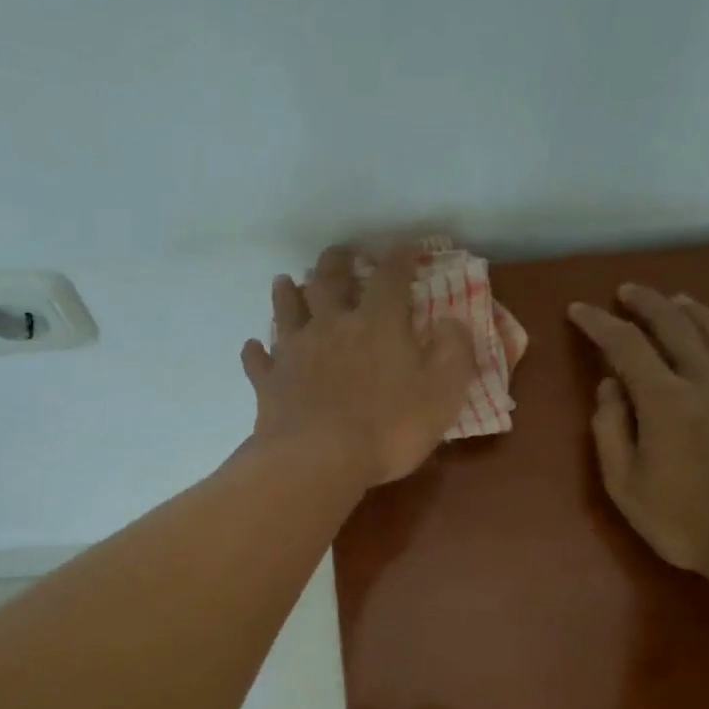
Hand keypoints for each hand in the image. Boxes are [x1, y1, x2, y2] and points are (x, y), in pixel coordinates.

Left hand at [242, 243, 474, 486]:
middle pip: (329, 282)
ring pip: (287, 311)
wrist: (317, 460)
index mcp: (377, 324)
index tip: (405, 249)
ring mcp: (295, 352)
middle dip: (336, 263)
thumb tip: (451, 322)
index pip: (390, 278)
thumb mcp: (443, 393)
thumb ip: (453, 352)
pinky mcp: (269, 383)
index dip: (400, 259)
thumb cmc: (388, 428)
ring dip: (287, 294)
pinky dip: (256, 351)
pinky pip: (258, 361)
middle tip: (339, 254)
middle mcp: (331, 326)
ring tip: (286, 281)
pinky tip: (254, 347)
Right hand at [569, 285, 708, 595]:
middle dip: (646, 304)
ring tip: (675, 301)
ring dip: (692, 312)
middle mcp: (706, 381)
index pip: (626, 346)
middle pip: (675, 326)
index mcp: (666, 400)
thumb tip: (608, 386)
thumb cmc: (685, 521)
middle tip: (626, 291)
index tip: (579, 310)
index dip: (599, 324)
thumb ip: (610, 431)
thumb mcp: (626, 486)